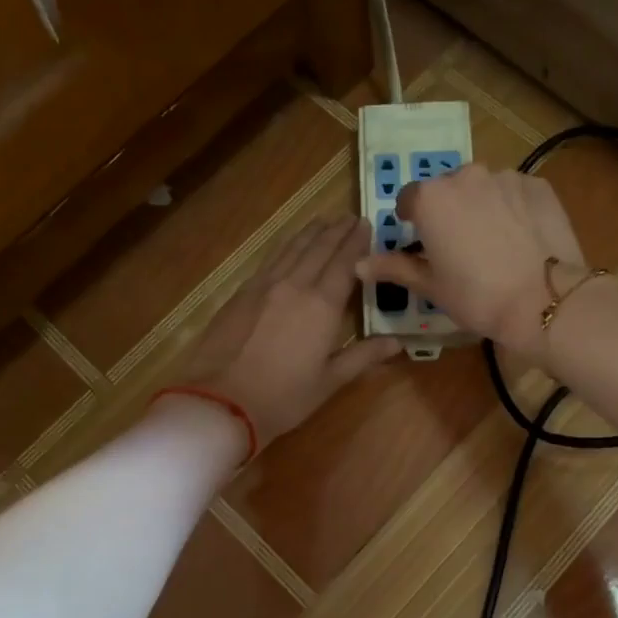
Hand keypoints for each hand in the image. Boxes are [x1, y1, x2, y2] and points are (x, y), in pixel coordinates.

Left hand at [175, 216, 402, 449]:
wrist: (220, 401)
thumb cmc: (282, 397)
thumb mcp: (329, 381)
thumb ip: (363, 356)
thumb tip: (397, 342)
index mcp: (322, 305)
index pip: (345, 263)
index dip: (356, 243)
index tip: (366, 225)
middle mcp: (295, 285)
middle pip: (319, 248)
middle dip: (336, 231)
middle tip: (350, 217)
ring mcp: (264, 286)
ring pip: (292, 248)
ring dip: (310, 232)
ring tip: (323, 221)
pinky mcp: (241, 293)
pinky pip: (270, 259)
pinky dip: (286, 246)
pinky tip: (288, 246)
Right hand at [355, 166, 586, 353]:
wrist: (542, 300)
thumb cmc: (476, 296)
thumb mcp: (431, 286)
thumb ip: (394, 267)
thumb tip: (358, 264)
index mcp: (431, 198)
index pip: (409, 199)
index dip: (412, 221)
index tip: (423, 243)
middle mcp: (465, 175)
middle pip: (447, 189)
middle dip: (448, 211)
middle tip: (459, 247)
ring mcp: (505, 176)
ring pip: (483, 187)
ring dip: (481, 206)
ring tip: (495, 242)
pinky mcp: (538, 185)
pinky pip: (515, 192)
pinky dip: (513, 207)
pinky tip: (522, 237)